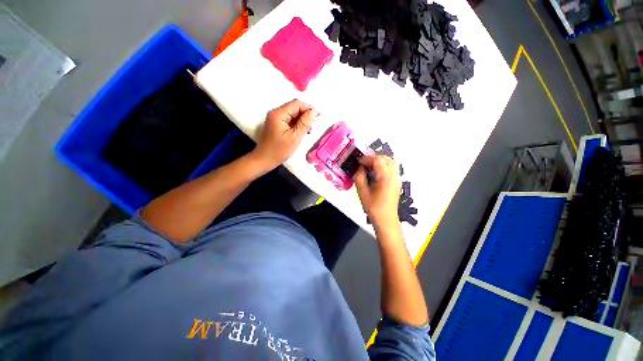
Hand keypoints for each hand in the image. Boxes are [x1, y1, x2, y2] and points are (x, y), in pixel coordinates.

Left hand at [251, 99, 317, 169]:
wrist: (264, 160)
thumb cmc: (279, 150)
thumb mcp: (295, 137)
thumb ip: (305, 123)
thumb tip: (314, 111)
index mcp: (278, 114)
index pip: (296, 104)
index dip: (309, 108)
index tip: (319, 116)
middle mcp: (276, 113)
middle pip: (294, 108)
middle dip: (305, 115)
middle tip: (313, 125)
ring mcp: (275, 118)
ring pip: (293, 114)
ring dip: (302, 120)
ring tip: (308, 131)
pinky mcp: (276, 124)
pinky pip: (289, 120)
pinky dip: (297, 124)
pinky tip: (301, 132)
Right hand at [355, 155, 401, 225]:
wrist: (386, 220)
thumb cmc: (373, 207)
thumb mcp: (362, 192)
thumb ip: (359, 178)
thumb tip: (359, 169)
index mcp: (385, 178)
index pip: (378, 161)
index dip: (367, 158)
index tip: (359, 161)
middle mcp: (394, 176)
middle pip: (386, 159)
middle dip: (374, 157)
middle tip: (364, 161)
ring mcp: (397, 180)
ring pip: (391, 162)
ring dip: (380, 161)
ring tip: (369, 165)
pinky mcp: (397, 183)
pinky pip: (392, 169)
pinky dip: (384, 166)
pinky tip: (376, 172)